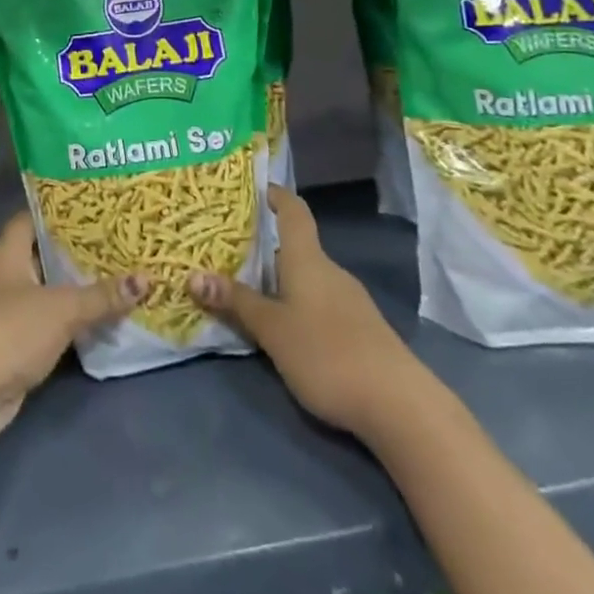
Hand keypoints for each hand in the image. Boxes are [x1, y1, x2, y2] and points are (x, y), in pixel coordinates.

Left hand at [0, 212, 142, 451]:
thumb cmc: (8, 331)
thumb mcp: (61, 309)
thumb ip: (102, 295)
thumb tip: (147, 278)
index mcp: (8, 251)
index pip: (34, 217)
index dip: (61, 209)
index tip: (97, 205)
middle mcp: (7, 274)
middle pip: (46, 254)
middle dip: (80, 250)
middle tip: (120, 239)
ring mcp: (10, 310)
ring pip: (51, 290)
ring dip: (80, 287)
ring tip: (123, 272)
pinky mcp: (18, 343)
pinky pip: (53, 322)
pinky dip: (75, 319)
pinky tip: (106, 315)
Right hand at [188, 187, 411, 436]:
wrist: (400, 405)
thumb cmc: (327, 354)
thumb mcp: (272, 329)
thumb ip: (236, 302)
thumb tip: (193, 275)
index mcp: (308, 259)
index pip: (293, 211)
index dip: (275, 195)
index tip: (254, 187)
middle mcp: (330, 271)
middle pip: (296, 247)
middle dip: (265, 247)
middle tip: (228, 250)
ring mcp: (350, 301)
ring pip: (308, 278)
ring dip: (280, 279)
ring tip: (248, 289)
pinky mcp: (361, 330)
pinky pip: (320, 302)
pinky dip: (298, 303)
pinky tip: (284, 327)